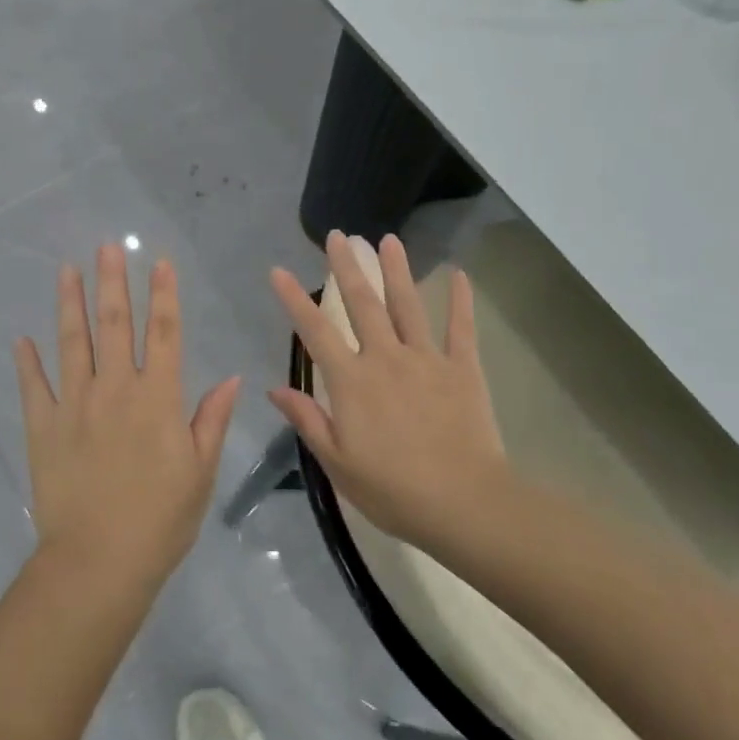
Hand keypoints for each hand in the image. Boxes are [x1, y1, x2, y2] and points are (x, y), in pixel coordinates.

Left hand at [14, 244, 241, 585]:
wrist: (99, 561)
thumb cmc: (161, 520)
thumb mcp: (200, 472)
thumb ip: (211, 420)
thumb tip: (230, 378)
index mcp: (157, 399)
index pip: (164, 334)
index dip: (163, 295)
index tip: (159, 262)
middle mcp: (115, 390)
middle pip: (115, 326)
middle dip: (112, 283)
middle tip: (106, 247)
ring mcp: (74, 406)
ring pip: (72, 344)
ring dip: (70, 305)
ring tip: (67, 271)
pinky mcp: (42, 428)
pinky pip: (34, 386)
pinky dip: (27, 362)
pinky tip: (21, 339)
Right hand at [268, 231, 513, 554]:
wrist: (464, 504)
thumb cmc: (393, 490)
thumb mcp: (338, 463)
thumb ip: (308, 420)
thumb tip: (274, 389)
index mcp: (352, 382)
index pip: (315, 332)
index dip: (294, 300)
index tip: (279, 271)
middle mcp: (386, 359)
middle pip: (362, 304)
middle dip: (348, 266)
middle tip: (339, 235)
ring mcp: (427, 360)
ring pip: (407, 305)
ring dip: (396, 270)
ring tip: (388, 239)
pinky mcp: (463, 370)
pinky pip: (461, 328)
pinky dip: (460, 301)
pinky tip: (459, 274)